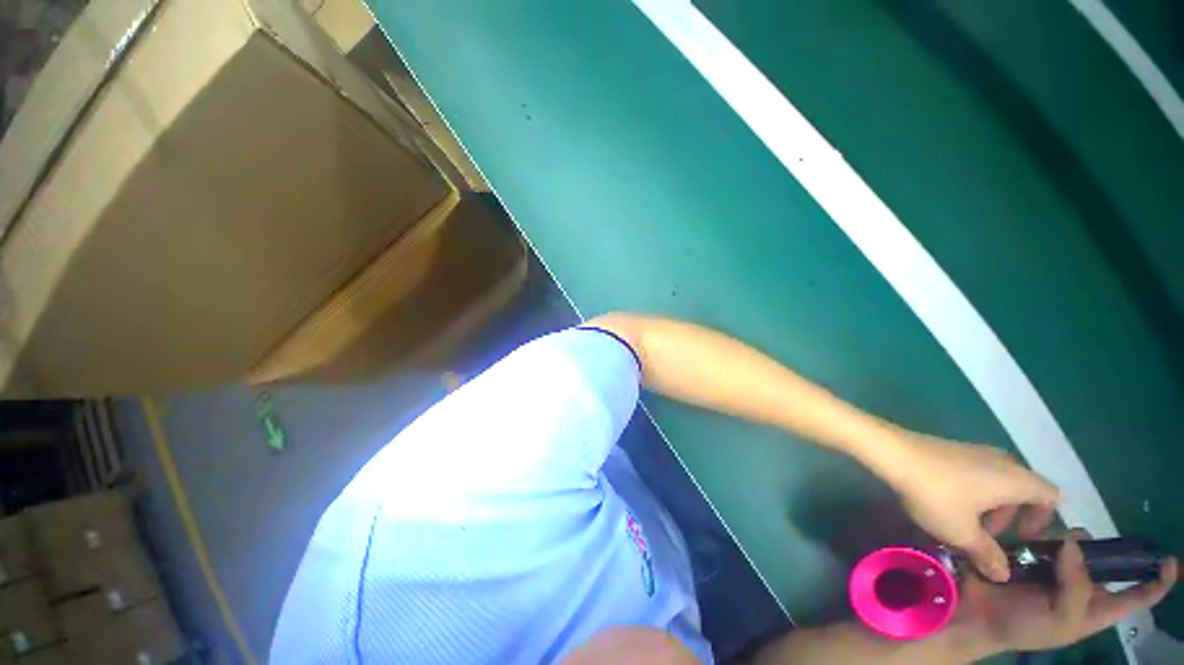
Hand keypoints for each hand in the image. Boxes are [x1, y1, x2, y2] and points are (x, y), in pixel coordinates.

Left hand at [884, 433, 1059, 580]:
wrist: (892, 452)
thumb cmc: (936, 494)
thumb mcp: (962, 532)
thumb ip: (987, 554)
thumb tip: (1004, 574)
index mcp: (1017, 479)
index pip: (1050, 497)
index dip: (1043, 521)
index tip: (1022, 540)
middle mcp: (1003, 460)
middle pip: (1023, 490)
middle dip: (1010, 517)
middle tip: (987, 537)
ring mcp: (976, 451)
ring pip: (997, 483)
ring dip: (988, 507)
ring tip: (964, 525)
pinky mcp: (953, 449)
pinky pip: (976, 473)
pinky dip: (972, 492)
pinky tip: (946, 505)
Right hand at [955, 530, 1177, 653]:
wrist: (974, 612)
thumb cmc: (1023, 626)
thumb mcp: (1060, 620)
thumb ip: (1077, 587)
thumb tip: (1074, 543)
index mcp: (1094, 608)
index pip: (1134, 597)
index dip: (1155, 581)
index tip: (1168, 559)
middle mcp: (1080, 584)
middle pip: (1104, 560)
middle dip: (1097, 547)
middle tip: (1075, 544)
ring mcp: (1053, 566)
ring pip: (1072, 541)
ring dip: (1062, 537)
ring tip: (1040, 541)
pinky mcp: (1027, 551)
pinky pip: (1039, 532)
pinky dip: (1036, 525)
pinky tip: (1024, 525)